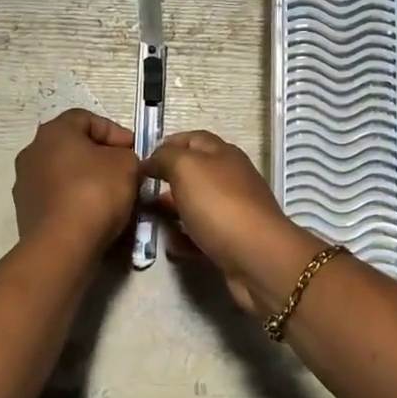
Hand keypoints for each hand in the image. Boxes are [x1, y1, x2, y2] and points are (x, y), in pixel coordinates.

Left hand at [13, 110, 140, 261]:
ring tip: (112, 197)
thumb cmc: (95, 192)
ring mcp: (25, 183)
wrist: (62, 245)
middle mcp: (32, 152)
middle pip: (73, 146)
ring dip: (87, 180)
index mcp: (54, 131)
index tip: (134, 149)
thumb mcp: (127, 164)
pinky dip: (76, 202)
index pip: (86, 118)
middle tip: (125, 172)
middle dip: (101, 157)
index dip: (114, 131)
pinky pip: (57, 198)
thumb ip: (127, 155)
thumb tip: (120, 162)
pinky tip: (94, 216)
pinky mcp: (26, 212)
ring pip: (64, 174)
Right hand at [144, 131, 321, 315]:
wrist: (256, 258)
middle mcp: (230, 179)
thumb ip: (165, 158)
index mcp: (223, 154)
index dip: (167, 144)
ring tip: (147, 218)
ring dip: (172, 210)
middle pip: (193, 173)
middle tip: (140, 191)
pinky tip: (170, 245)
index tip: (141, 160)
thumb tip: (150, 160)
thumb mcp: (186, 168)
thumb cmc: (219, 205)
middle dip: (166, 180)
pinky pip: (201, 235)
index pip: (193, 139)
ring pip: (195, 205)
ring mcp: (232, 211)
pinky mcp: (230, 241)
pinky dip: (184, 238)